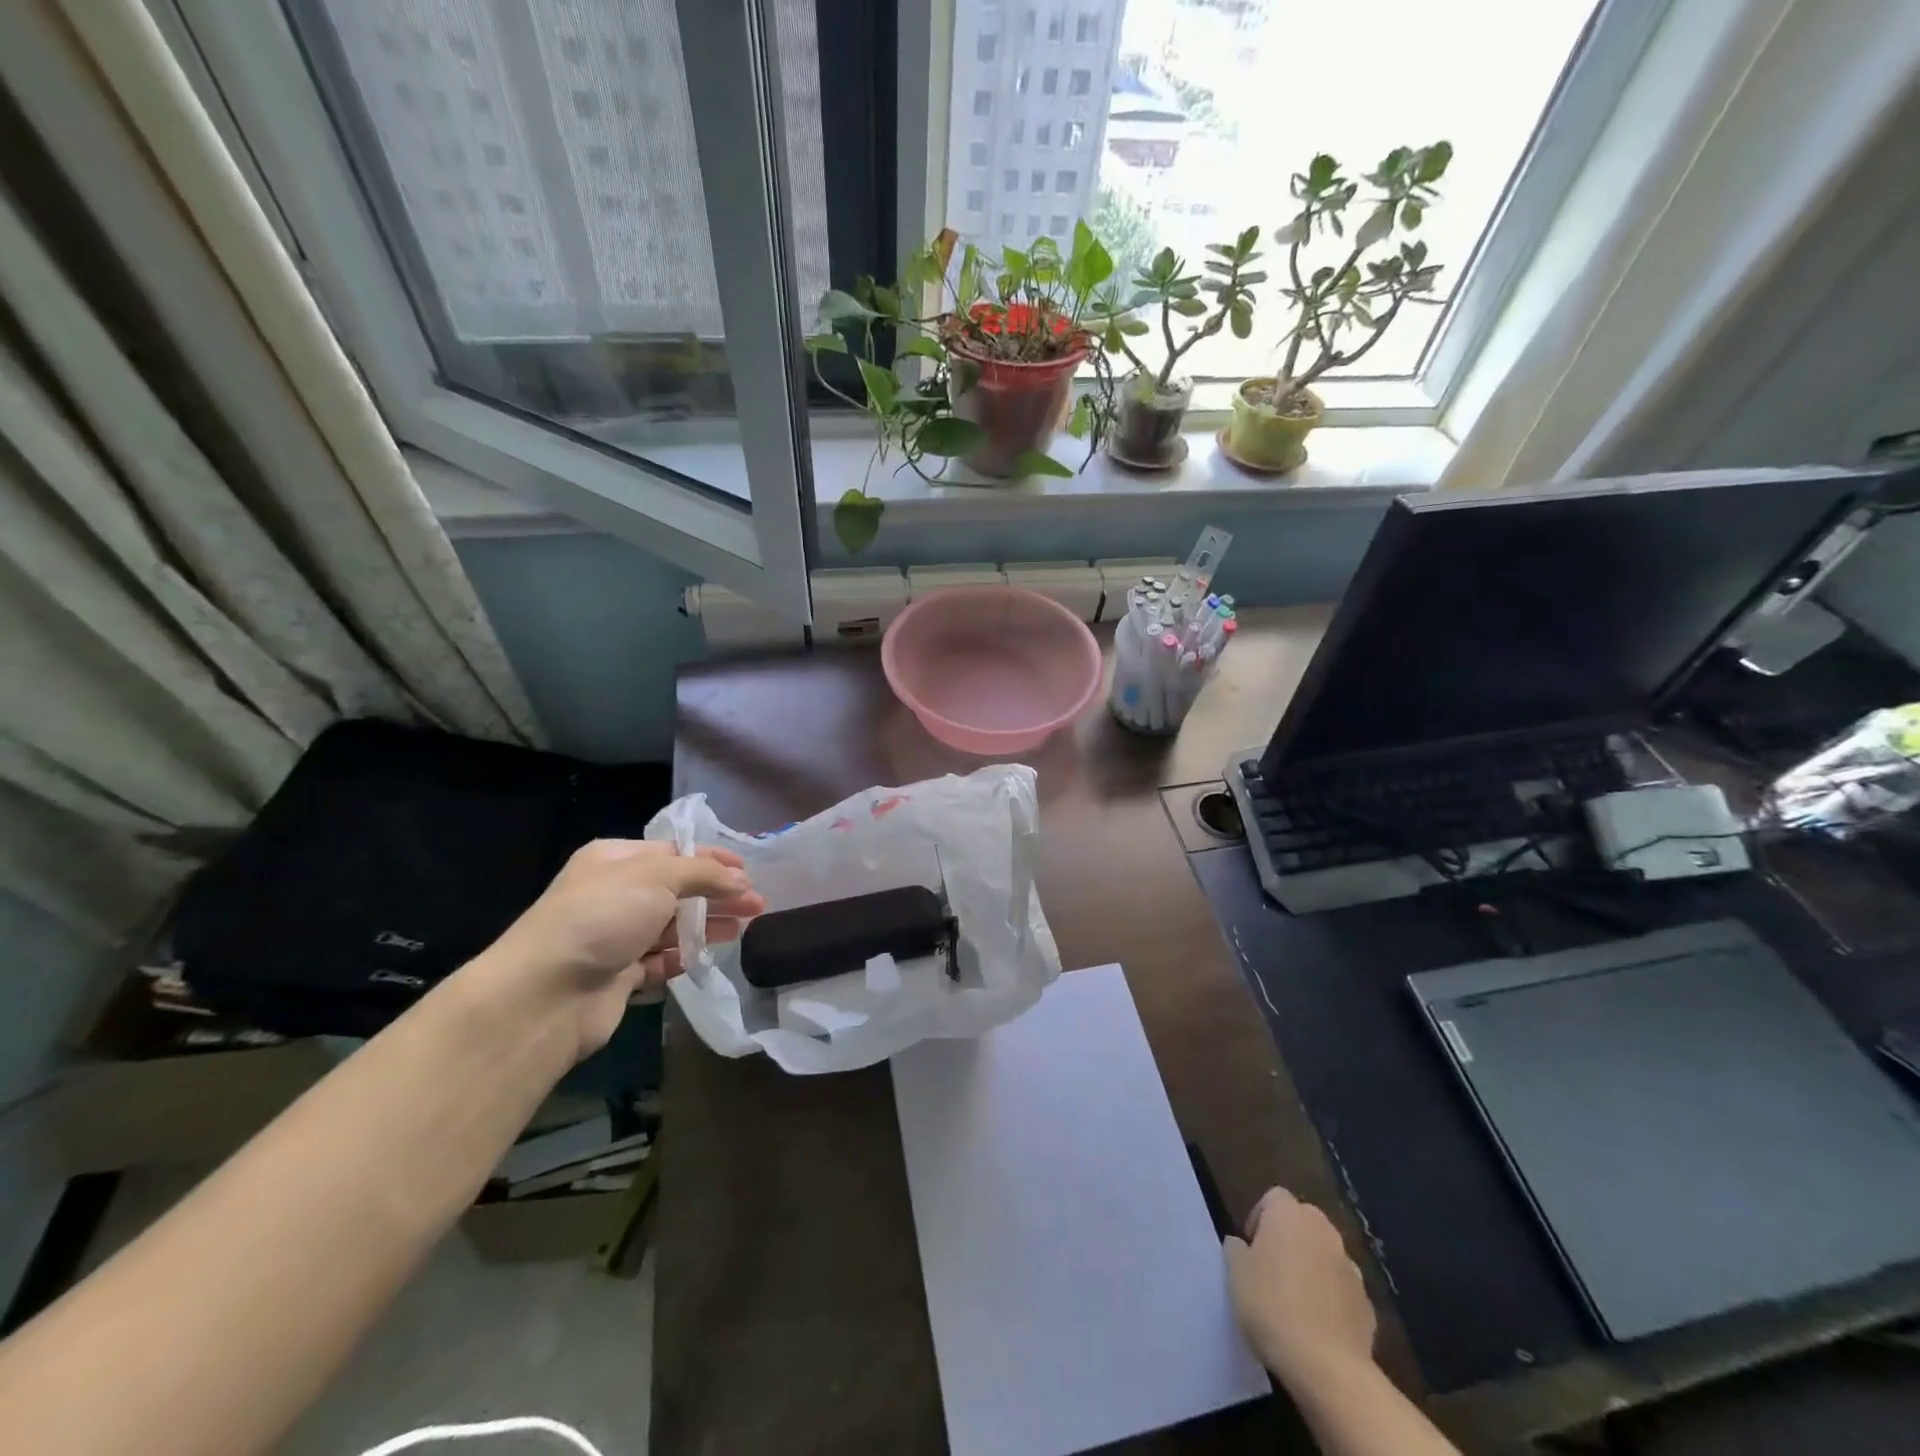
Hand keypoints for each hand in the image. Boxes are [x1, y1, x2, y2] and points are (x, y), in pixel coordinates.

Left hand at [478, 840, 764, 1059]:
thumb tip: (740, 881)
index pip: (674, 852)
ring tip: (743, 929)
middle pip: (677, 890)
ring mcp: (615, 937)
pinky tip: (706, 958)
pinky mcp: (618, 976)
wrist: (546, 993)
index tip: (747, 871)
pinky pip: (659, 962)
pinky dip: (682, 959)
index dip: (712, 860)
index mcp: (615, 860)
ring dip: (706, 926)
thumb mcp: (657, 876)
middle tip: (756, 904)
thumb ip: (704, 873)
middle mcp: (615, 894)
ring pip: (671, 926)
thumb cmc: (602, 917)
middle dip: (717, 894)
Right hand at [1223, 1187, 1377, 1390]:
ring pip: (1325, 1256)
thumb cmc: (1272, 1305)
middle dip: (1288, 1239)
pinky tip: (1317, 1326)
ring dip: (1312, 1268)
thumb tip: (1241, 1245)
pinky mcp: (1368, 1305)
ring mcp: (1351, 1268)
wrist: (1327, 1366)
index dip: (1259, 1217)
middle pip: (1303, 1222)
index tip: (1250, 1247)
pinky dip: (1331, 1300)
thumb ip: (1236, 1250)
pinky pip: (1342, 1291)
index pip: (1273, 1198)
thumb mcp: (1236, 1274)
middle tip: (1269, 1270)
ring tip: (1294, 1301)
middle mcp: (1324, 1231)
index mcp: (1290, 1214)